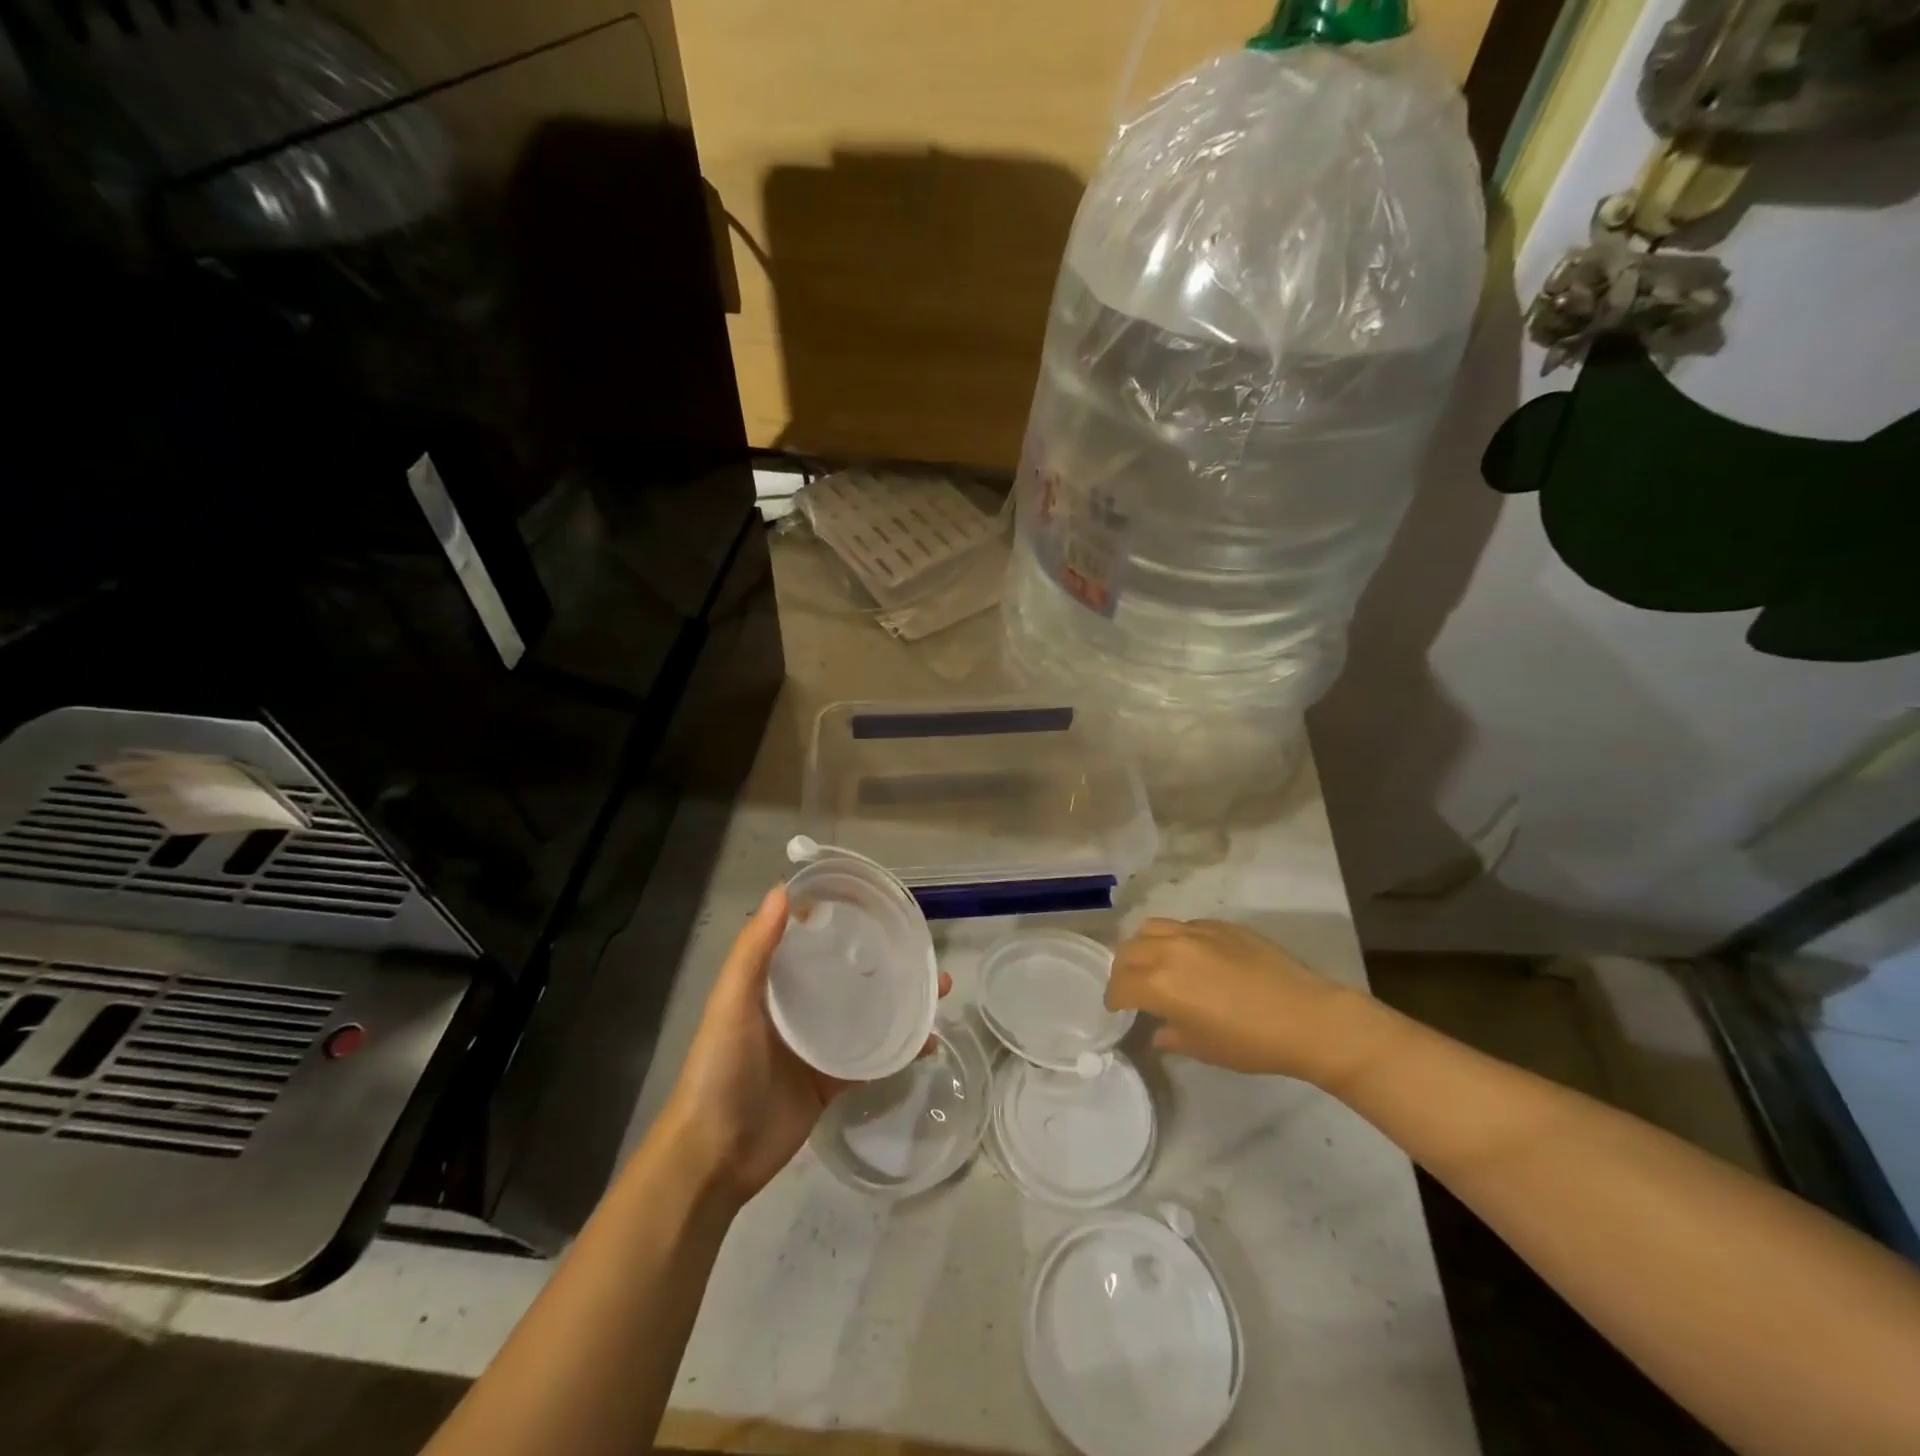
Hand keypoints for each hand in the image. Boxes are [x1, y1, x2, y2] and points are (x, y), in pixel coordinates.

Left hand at [662, 885, 949, 1205]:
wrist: (715, 1156)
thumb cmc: (720, 1069)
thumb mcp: (731, 1003)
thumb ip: (754, 951)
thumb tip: (782, 891)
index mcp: (772, 985)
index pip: (810, 942)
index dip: (839, 921)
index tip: (875, 902)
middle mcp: (797, 1010)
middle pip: (847, 975)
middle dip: (883, 961)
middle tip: (922, 949)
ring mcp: (818, 1047)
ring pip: (866, 1014)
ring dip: (900, 1001)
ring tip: (938, 989)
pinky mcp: (832, 1082)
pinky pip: (873, 1059)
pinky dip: (901, 1050)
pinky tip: (929, 1041)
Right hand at [1105, 917, 1386, 1086]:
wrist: (1306, 1016)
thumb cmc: (1250, 1042)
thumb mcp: (1203, 1048)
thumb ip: (1170, 1035)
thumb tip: (1157, 1031)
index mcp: (1159, 983)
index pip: (1119, 984)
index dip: (1114, 999)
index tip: (1117, 1009)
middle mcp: (1169, 949)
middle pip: (1128, 950)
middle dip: (1123, 970)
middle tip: (1132, 988)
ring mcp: (1195, 931)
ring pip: (1151, 928)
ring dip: (1143, 946)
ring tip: (1154, 964)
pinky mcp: (1219, 924)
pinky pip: (1183, 925)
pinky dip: (1174, 939)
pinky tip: (1191, 957)